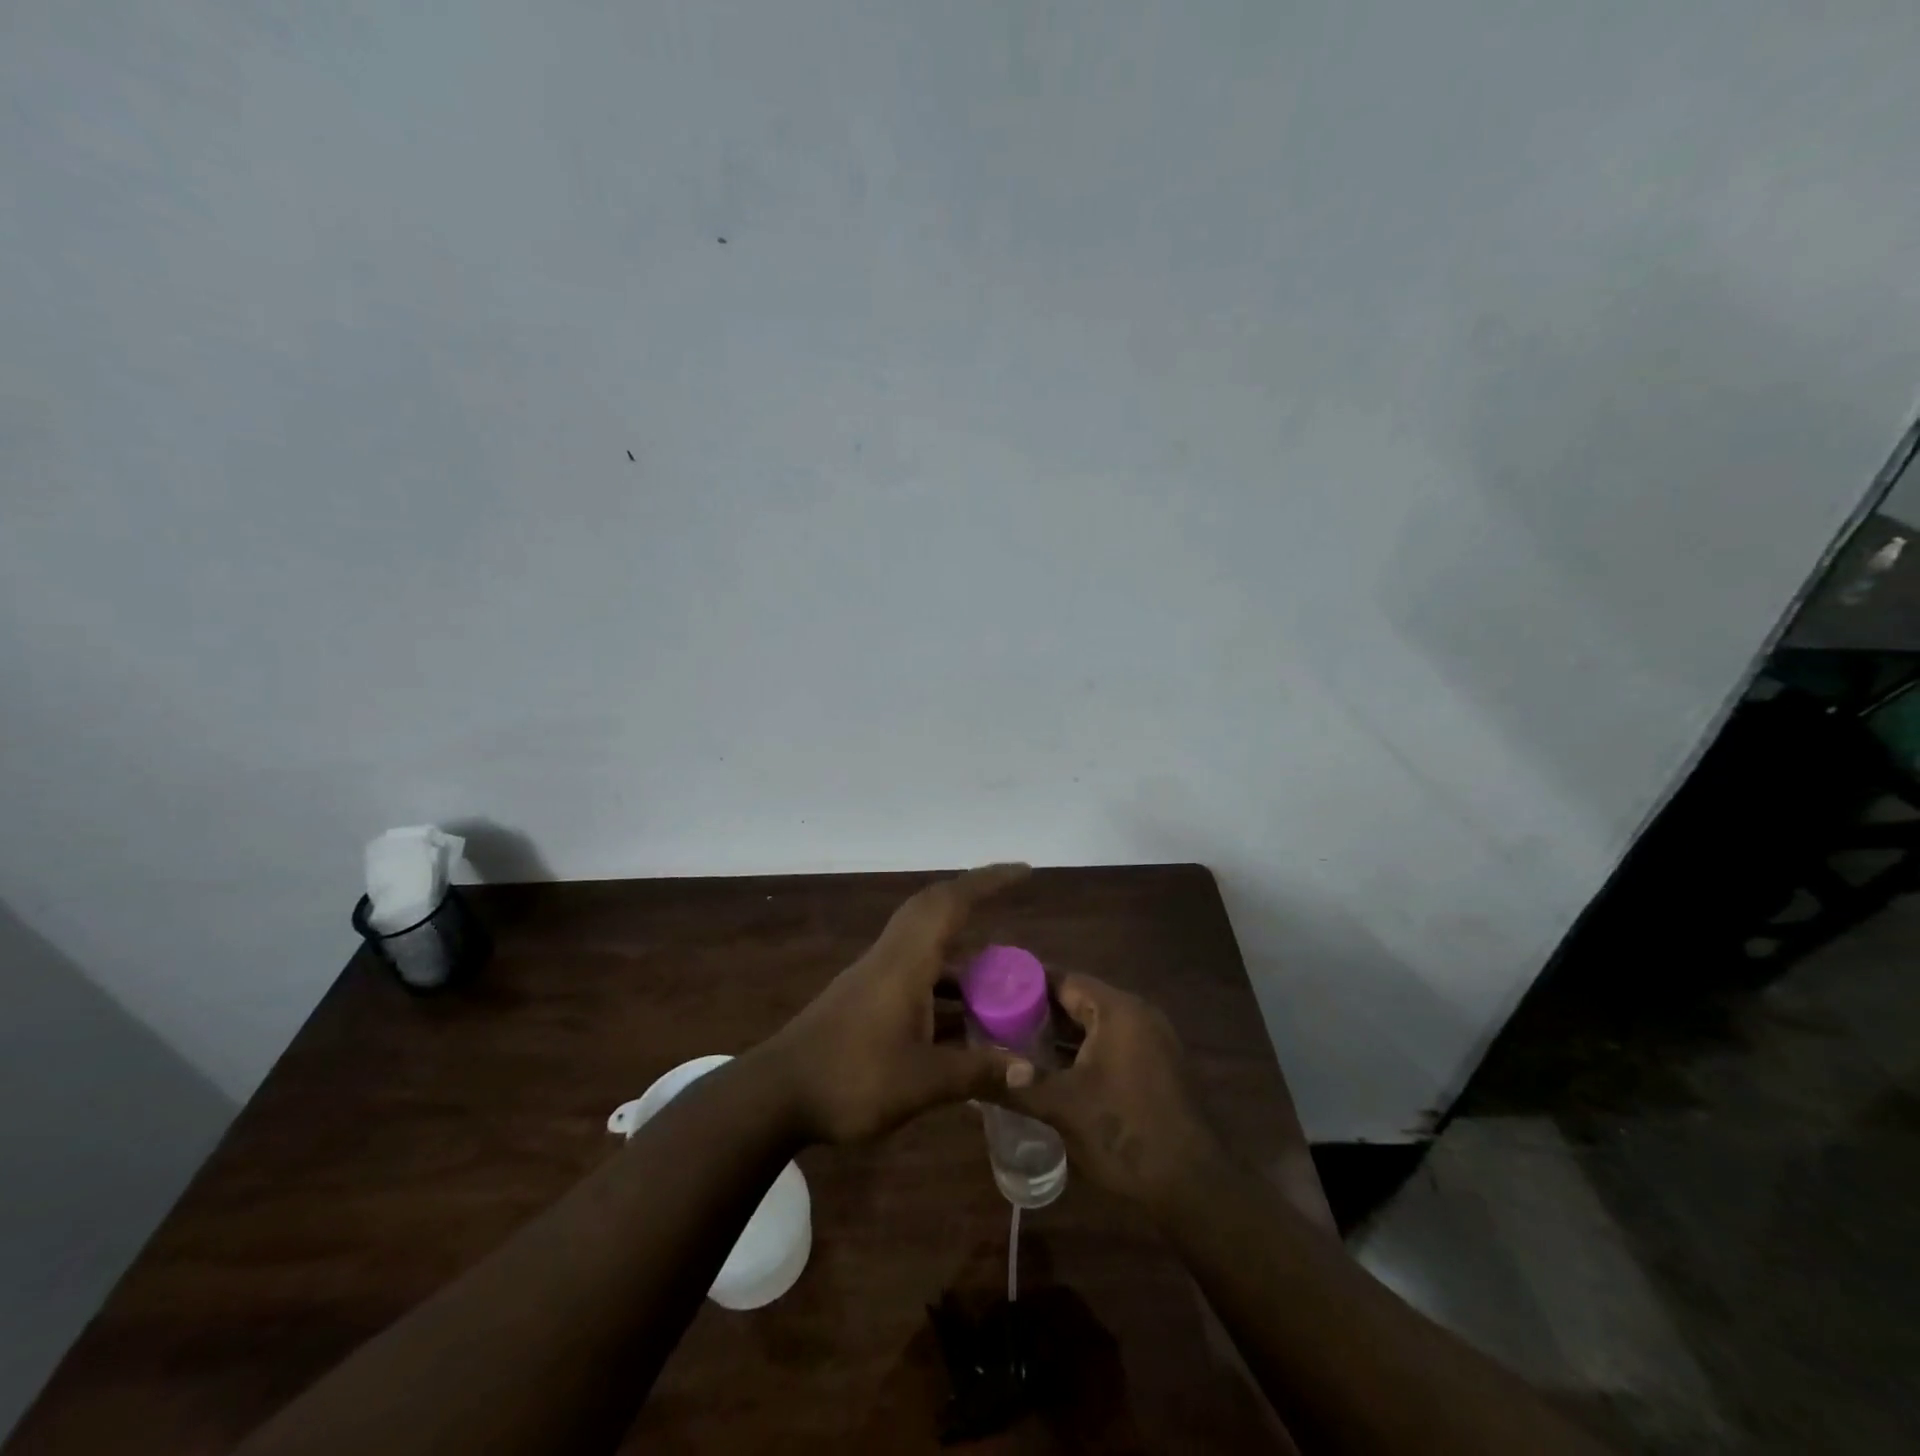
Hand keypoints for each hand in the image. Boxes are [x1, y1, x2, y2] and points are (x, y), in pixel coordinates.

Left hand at [758, 864, 1035, 1143]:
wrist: (777, 1095)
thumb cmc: (850, 1079)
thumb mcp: (921, 1082)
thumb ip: (977, 1073)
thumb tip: (1030, 1072)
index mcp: (906, 962)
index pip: (951, 903)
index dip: (988, 882)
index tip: (1023, 871)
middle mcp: (891, 958)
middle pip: (934, 909)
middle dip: (974, 897)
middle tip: (1011, 900)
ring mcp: (875, 977)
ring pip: (925, 945)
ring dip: (961, 950)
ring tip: (1001, 977)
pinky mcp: (866, 999)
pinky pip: (916, 973)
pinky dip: (944, 983)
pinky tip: (963, 1019)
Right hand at [992, 974, 1227, 1213]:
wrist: (1194, 1187)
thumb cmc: (1125, 1133)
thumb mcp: (1063, 1108)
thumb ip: (1018, 1085)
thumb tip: (973, 1074)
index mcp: (1118, 1010)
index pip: (1065, 980)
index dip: (1027, 983)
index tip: (994, 988)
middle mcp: (1138, 1016)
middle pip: (1080, 1001)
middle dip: (1040, 1011)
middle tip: (997, 1019)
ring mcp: (1153, 1042)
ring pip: (1096, 1026)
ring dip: (1061, 1035)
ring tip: (1017, 1044)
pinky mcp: (1158, 1069)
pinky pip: (1112, 1046)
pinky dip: (1083, 1052)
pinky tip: (1055, 1071)